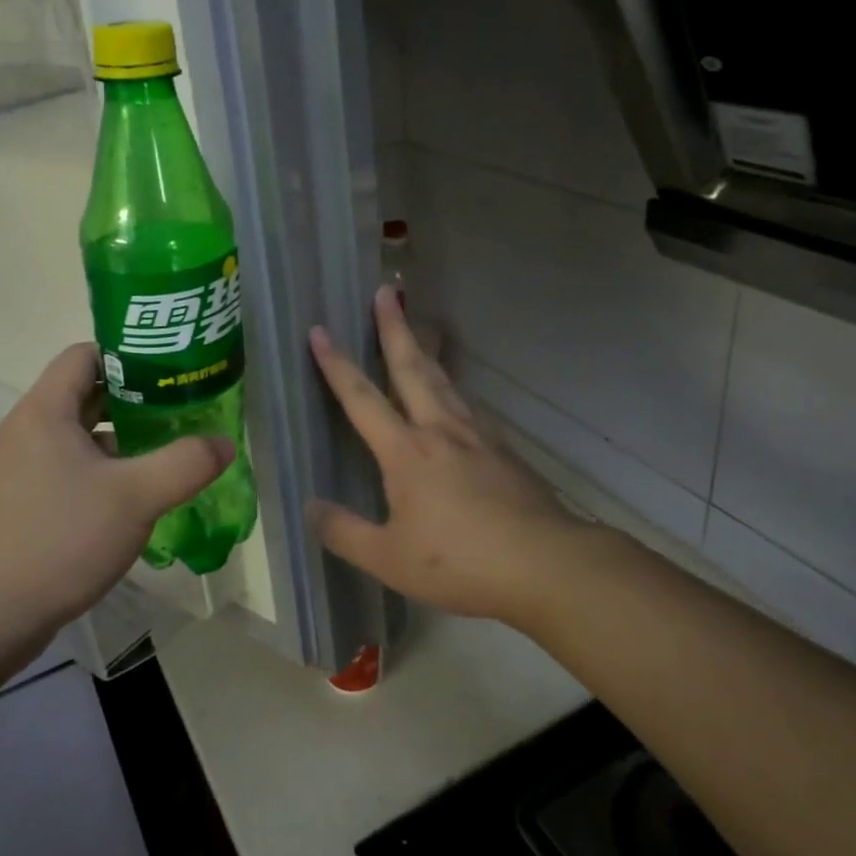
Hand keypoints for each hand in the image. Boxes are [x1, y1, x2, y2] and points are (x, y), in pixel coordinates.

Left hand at [0, 343, 233, 693]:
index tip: (170, 372)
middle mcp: (26, 429)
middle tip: (180, 410)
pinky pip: (67, 467)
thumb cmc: (59, 539)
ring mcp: (19, 467)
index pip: (86, 354)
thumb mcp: (135, 498)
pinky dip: (101, 470)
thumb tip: (224, 442)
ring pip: (79, 435)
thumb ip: (185, 463)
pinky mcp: (20, 501)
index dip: (129, 356)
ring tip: (165, 451)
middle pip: (86, 393)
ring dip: (120, 438)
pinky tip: (132, 496)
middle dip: (135, 399)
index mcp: (45, 411)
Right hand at [309, 288, 586, 626]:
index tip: (320, 330)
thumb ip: (344, 532)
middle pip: (411, 367)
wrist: (546, 564)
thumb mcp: (389, 559)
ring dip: (424, 350)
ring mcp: (477, 435)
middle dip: (393, 328)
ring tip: (416, 329)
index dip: (336, 364)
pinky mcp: (503, 448)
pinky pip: (468, 405)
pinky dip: (453, 387)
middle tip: (385, 292)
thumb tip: (310, 507)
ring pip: (444, 380)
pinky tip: (456, 397)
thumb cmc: (461, 561)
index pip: (361, 398)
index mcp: (406, 451)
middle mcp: (440, 429)